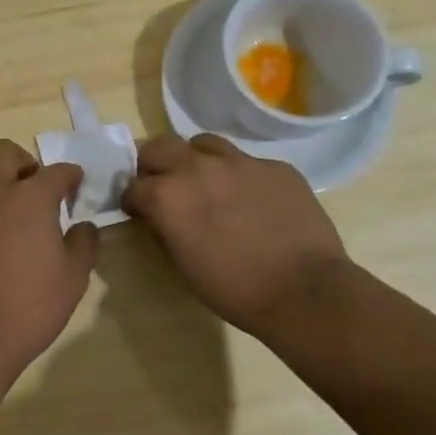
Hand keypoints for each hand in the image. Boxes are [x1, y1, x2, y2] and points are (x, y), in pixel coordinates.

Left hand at [0, 140, 98, 371]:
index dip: (70, 175)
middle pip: (3, 153)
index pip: (55, 172)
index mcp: (30, 198)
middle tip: (36, 186)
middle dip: (24, 161)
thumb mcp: (73, 277)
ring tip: (8, 206)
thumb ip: (82, 244)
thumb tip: (83, 227)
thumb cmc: (30, 305)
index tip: (75, 183)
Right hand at [123, 133, 349, 345]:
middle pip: (160, 146)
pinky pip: (247, 161)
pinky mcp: (275, 166)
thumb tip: (161, 216)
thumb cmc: (234, 289)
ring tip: (205, 182)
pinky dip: (238, 176)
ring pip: (203, 143)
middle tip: (163, 186)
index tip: (138, 211)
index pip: (133, 186)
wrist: (303, 291)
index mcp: (168, 196)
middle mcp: (198, 168)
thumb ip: (165, 229)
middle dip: (154, 165)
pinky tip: (251, 200)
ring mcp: (240, 162)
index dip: (132, 200)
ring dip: (195, 160)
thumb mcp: (183, 265)